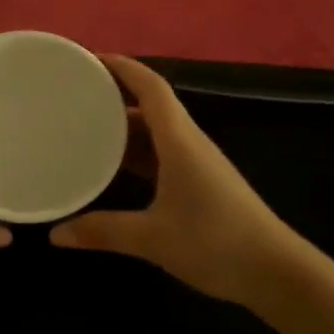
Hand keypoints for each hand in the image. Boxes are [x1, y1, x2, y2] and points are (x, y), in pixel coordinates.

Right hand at [49, 56, 295, 304]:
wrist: (277, 273)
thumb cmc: (216, 243)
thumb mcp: (153, 238)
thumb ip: (103, 232)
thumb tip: (56, 234)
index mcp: (180, 140)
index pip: (151, 87)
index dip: (122, 67)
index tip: (89, 59)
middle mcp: (189, 142)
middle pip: (151, 104)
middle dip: (116, 93)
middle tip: (76, 94)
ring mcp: (198, 163)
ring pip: (157, 130)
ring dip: (126, 124)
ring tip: (87, 125)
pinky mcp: (201, 183)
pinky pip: (162, 153)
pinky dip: (137, 151)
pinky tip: (115, 165)